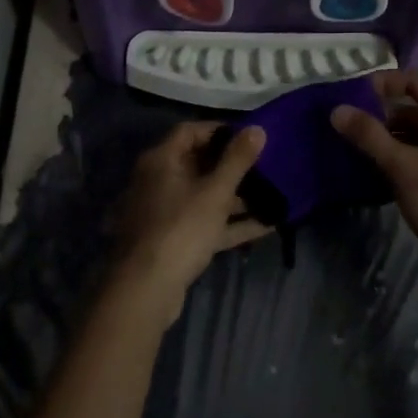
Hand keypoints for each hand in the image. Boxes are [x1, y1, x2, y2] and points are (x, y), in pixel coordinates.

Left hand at [113, 122, 271, 320]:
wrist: (146, 289)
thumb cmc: (180, 228)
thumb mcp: (215, 192)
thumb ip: (237, 160)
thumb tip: (257, 128)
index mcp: (161, 160)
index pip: (190, 131)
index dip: (220, 130)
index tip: (249, 137)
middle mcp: (158, 181)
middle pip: (198, 164)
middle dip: (232, 167)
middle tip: (264, 167)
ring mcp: (164, 213)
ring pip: (203, 196)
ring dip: (235, 198)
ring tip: (271, 197)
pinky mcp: (172, 240)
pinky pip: (204, 223)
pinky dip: (229, 223)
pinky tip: (265, 226)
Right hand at [331, 70, 417, 283]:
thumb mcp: (402, 166)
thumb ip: (369, 136)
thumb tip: (337, 110)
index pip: (416, 80)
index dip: (385, 82)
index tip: (355, 94)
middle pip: (417, 106)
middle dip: (383, 112)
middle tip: (351, 123)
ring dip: (391, 135)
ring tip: (360, 146)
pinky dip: (403, 152)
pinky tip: (380, 167)